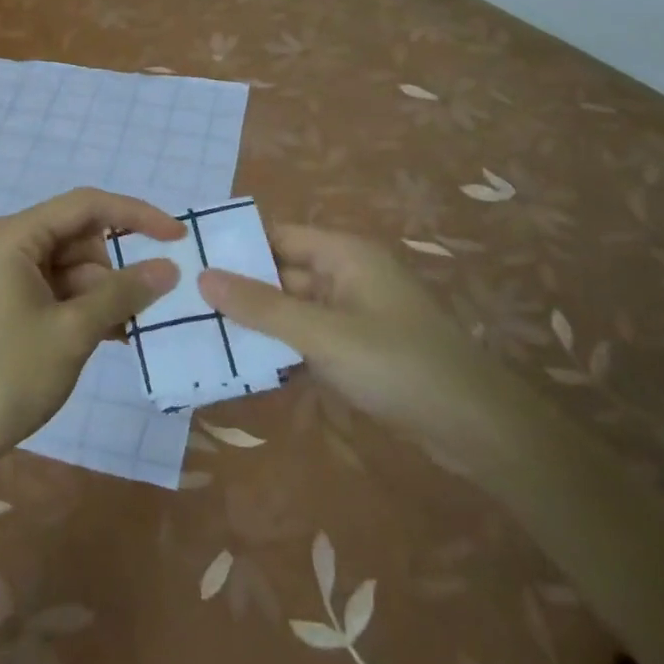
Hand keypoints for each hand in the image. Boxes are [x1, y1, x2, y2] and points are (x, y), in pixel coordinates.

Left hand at [0, 188, 181, 478]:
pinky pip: (61, 290)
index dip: (136, 215)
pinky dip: (87, 308)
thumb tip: (170, 268)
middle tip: (146, 305)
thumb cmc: (9, 374)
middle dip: (116, 269)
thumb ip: (124, 292)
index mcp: (15, 236)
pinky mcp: (11, 303)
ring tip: (130, 330)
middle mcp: (9, 245)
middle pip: (81, 237)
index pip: (87, 205)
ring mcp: (8, 275)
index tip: (177, 236)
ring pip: (75, 267)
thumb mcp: (74, 331)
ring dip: (105, 294)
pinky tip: (115, 336)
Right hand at [198, 227, 530, 471]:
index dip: (237, 247)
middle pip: (283, 273)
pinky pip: (310, 338)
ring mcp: (355, 314)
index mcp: (343, 254)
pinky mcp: (360, 349)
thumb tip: (204, 276)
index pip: (277, 236)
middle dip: (242, 289)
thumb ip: (262, 306)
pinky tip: (248, 367)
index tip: (191, 262)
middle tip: (187, 305)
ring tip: (205, 336)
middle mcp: (347, 275)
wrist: (476, 427)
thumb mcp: (321, 334)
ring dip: (260, 323)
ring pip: (294, 309)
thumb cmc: (396, 363)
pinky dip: (284, 349)